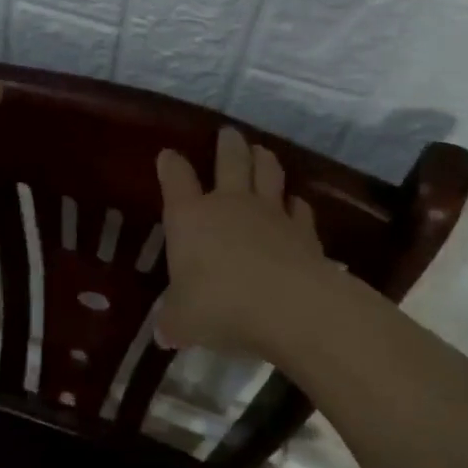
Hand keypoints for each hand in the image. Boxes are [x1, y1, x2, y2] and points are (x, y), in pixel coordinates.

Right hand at [155, 126, 333, 357]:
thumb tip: (163, 332)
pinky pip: (299, 207)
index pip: (176, 179)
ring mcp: (271, 213)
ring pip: (268, 172)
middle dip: (227, 144)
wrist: (292, 308)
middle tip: (228, 134)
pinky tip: (295, 205)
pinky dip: (295, 203)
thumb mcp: (184, 322)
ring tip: (261, 151)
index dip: (171, 165)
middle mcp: (230, 204)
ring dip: (263, 159)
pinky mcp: (304, 231)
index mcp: (191, 217)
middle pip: (230, 159)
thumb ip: (173, 322)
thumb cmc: (222, 306)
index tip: (169, 156)